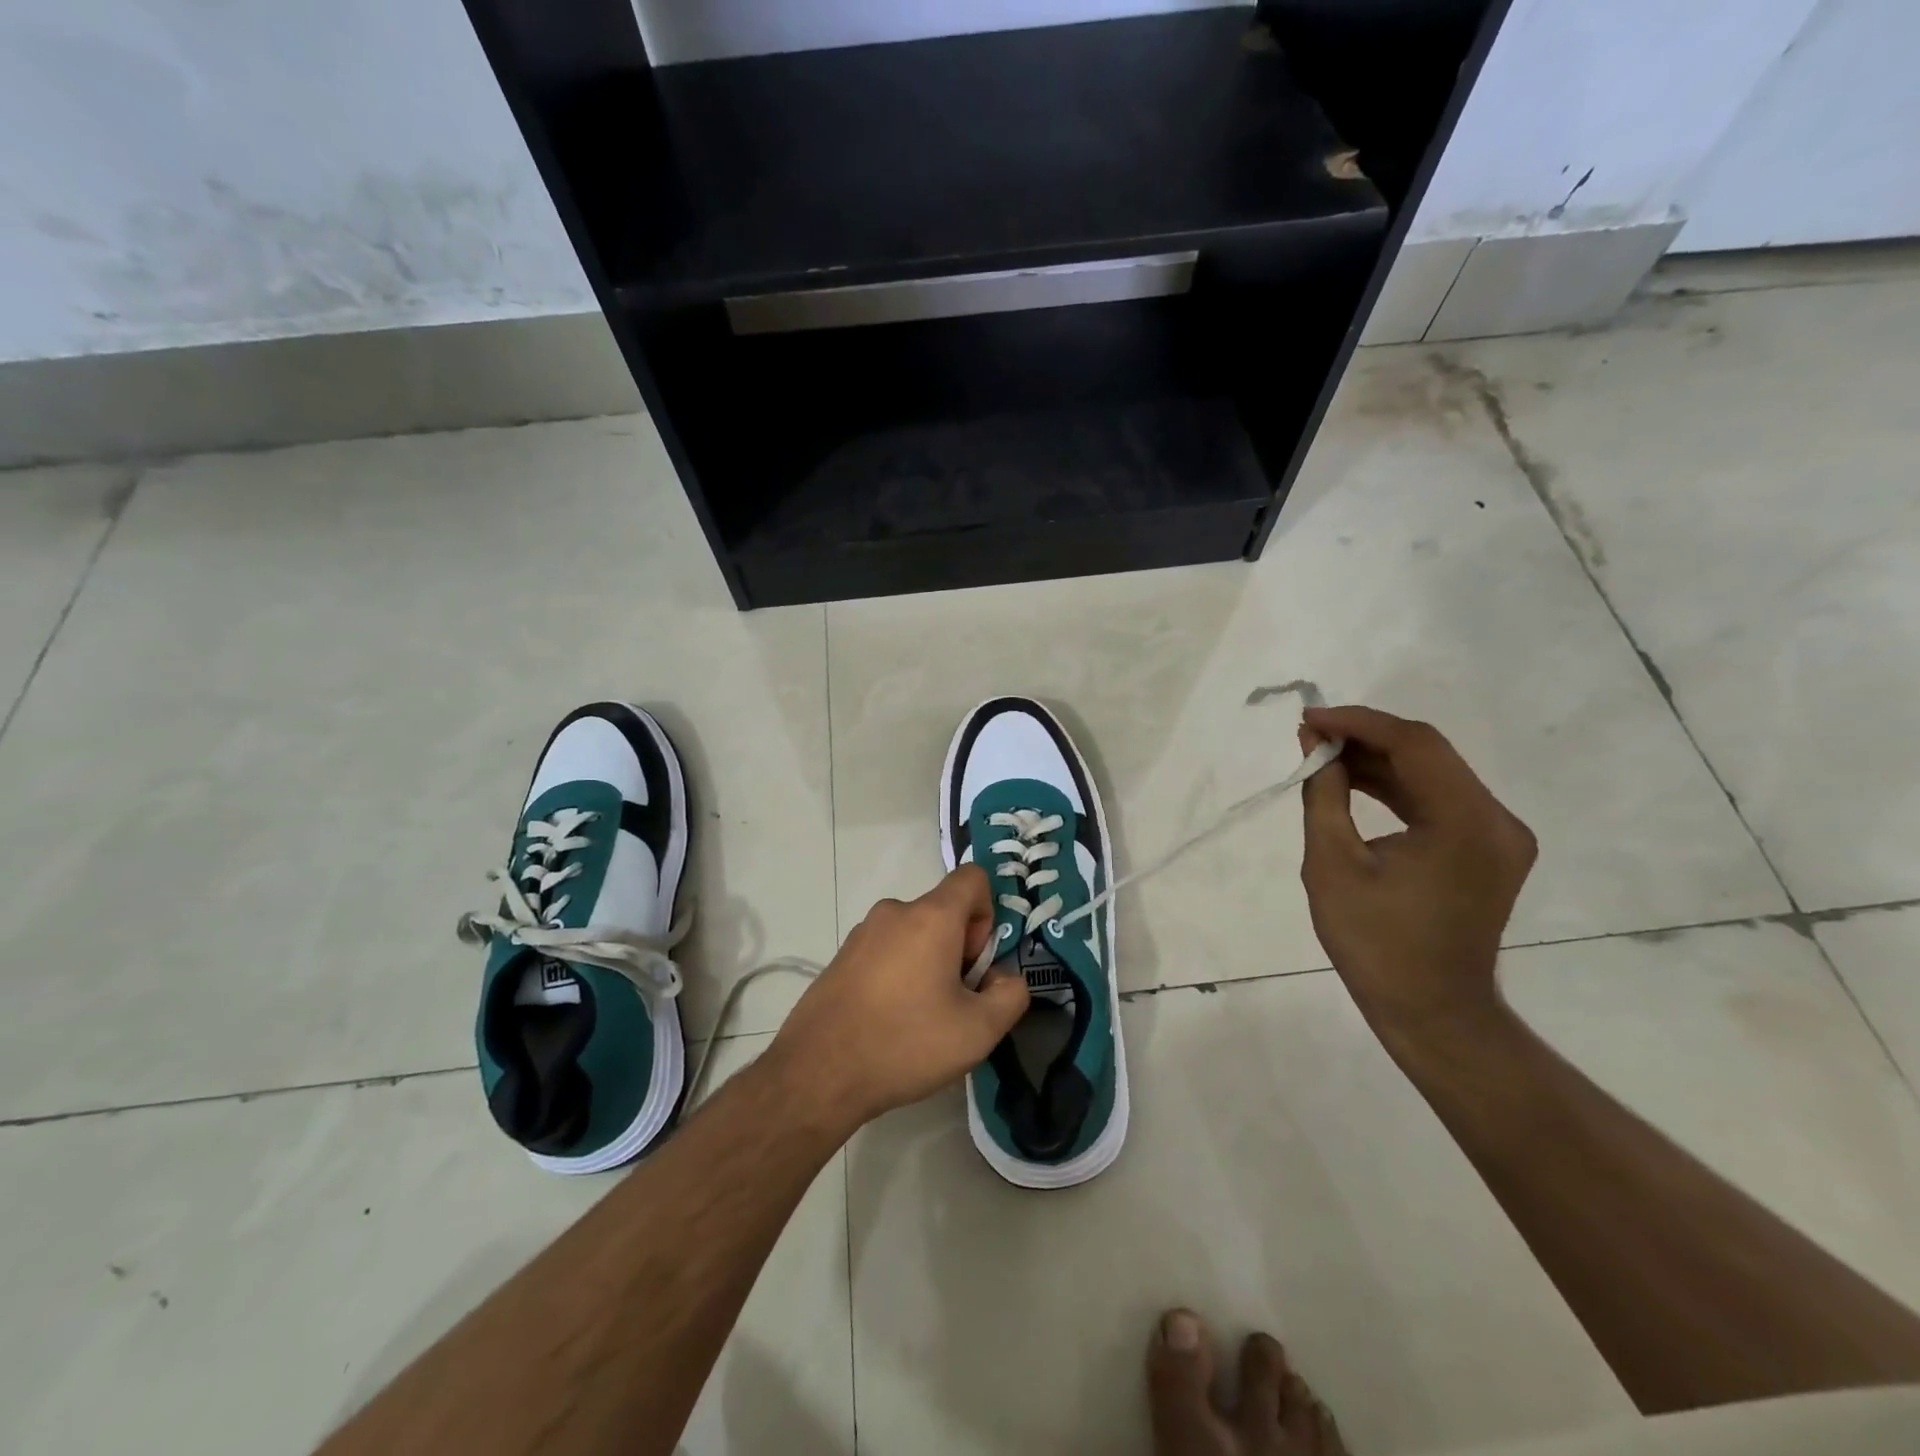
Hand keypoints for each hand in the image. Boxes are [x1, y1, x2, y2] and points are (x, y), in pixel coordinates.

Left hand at [768, 865, 1029, 1131]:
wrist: (817, 1073)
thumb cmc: (905, 1043)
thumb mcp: (979, 1031)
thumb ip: (1011, 995)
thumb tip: (1003, 978)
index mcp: (930, 916)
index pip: (973, 878)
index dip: (987, 914)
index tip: (976, 962)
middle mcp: (894, 912)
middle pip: (943, 911)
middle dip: (959, 948)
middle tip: (953, 1002)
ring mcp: (862, 932)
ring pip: (914, 933)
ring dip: (928, 963)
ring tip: (920, 1018)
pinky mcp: (841, 956)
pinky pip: (886, 951)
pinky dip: (898, 973)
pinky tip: (889, 1021)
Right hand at [1298, 705, 1535, 1050]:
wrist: (1431, 1010)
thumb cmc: (1375, 943)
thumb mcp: (1332, 864)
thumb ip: (1324, 795)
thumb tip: (1314, 744)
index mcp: (1467, 823)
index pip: (1414, 744)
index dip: (1358, 723)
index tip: (1308, 719)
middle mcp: (1497, 820)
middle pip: (1428, 753)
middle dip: (1365, 737)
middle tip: (1310, 734)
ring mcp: (1499, 835)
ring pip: (1433, 773)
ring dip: (1378, 760)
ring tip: (1322, 754)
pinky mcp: (1488, 848)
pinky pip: (1438, 800)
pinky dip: (1395, 787)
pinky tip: (1353, 782)